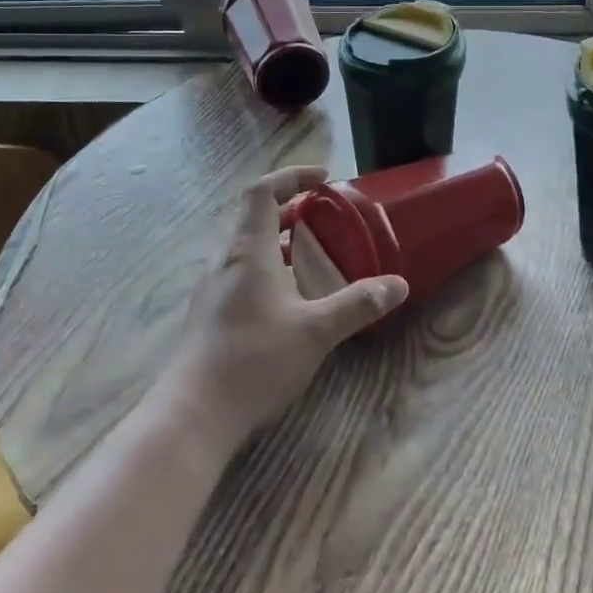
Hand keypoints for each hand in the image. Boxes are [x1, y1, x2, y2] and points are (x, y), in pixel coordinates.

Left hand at [163, 166, 407, 446]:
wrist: (193, 415)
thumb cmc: (254, 360)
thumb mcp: (315, 331)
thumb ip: (357, 304)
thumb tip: (399, 285)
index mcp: (248, 251)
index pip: (262, 192)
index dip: (292, 177)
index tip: (323, 177)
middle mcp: (225, 261)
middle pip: (252, 217)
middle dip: (288, 207)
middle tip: (322, 214)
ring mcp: (212, 289)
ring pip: (244, 247)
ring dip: (276, 238)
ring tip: (310, 252)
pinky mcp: (209, 315)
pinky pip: (239, 272)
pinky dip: (266, 266)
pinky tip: (287, 297)